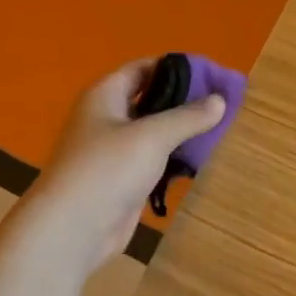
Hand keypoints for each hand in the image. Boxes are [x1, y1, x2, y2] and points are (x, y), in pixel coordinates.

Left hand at [21, 60, 226, 275]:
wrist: (74, 227)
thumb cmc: (108, 169)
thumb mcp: (153, 136)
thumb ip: (188, 117)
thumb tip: (220, 100)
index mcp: (105, 96)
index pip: (142, 69)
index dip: (175, 68)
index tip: (210, 74)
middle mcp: (107, 119)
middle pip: (149, 100)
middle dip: (183, 101)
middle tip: (221, 104)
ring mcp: (113, 152)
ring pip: (152, 133)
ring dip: (180, 132)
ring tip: (218, 130)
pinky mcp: (122, 180)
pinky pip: (153, 161)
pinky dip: (173, 159)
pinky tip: (198, 161)